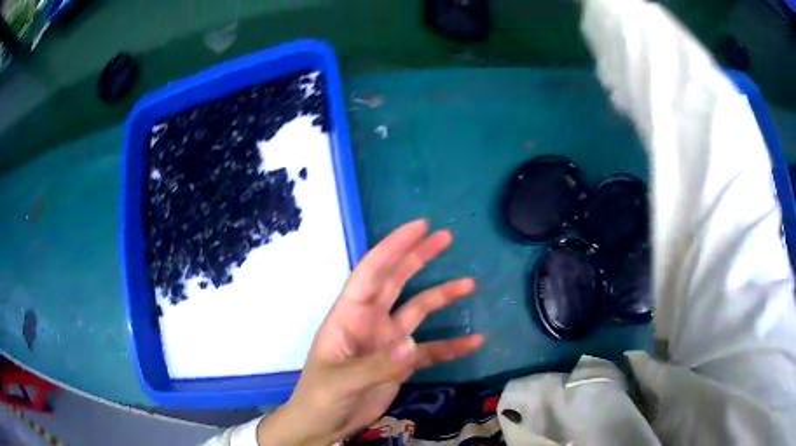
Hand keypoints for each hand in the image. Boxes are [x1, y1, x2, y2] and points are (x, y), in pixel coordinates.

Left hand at [257, 219, 483, 444]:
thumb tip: (412, 343)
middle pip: (396, 281)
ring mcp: (388, 342)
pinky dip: (451, 346)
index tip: (420, 227)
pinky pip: (430, 350)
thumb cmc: (320, 398)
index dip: (393, 247)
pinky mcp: (401, 363)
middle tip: (446, 237)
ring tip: (470, 284)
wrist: (324, 425)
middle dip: (418, 257)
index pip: (371, 272)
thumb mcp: (341, 382)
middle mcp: (370, 321)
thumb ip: (376, 364)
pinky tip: (474, 341)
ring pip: (418, 310)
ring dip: (442, 296)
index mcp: (349, 316)